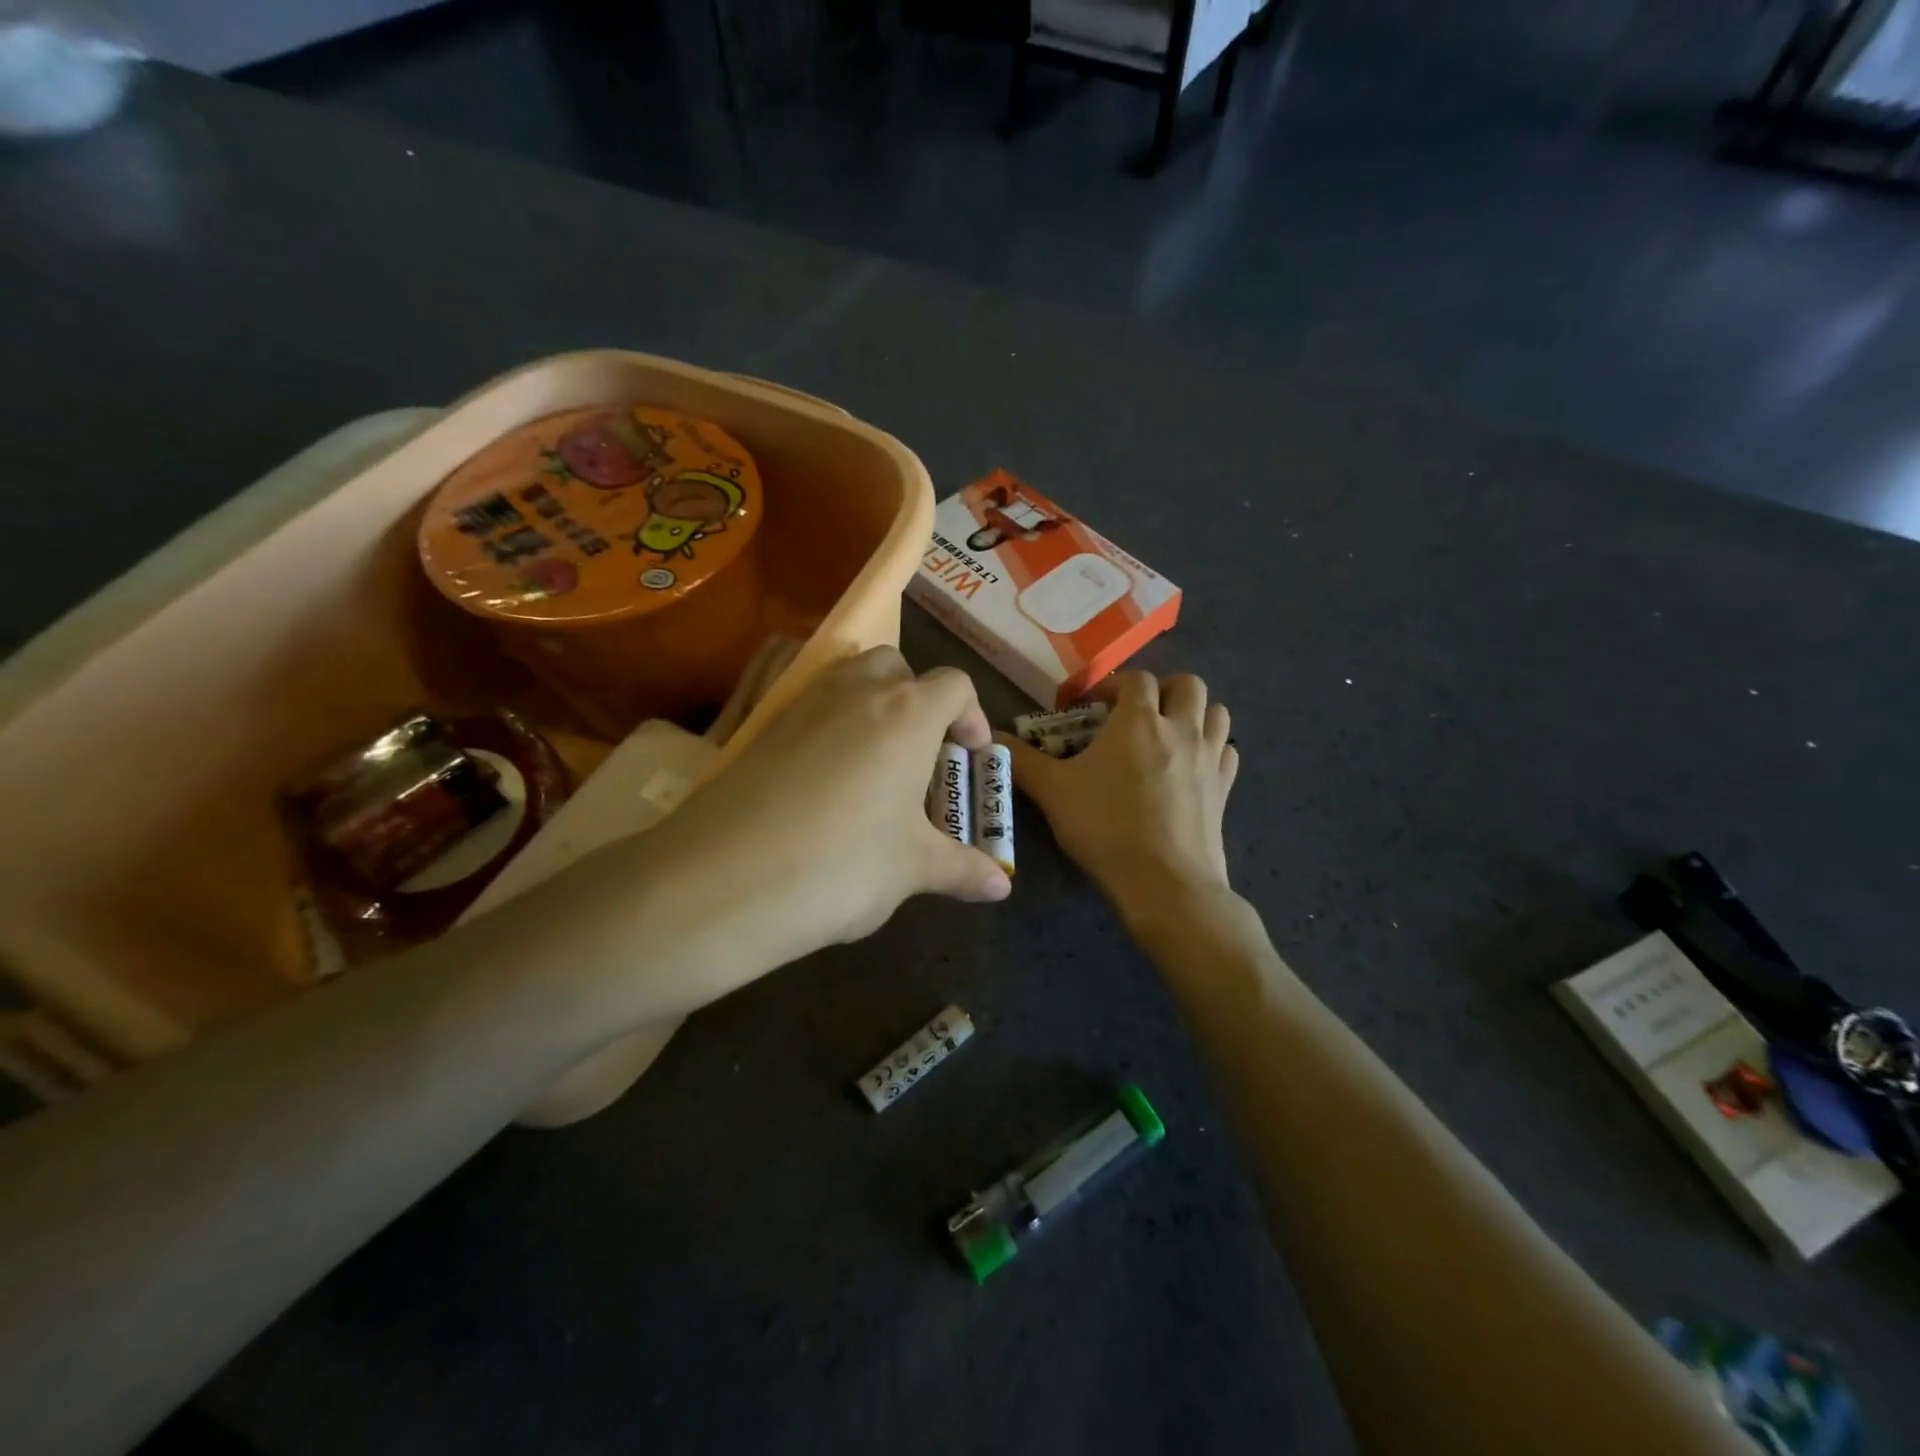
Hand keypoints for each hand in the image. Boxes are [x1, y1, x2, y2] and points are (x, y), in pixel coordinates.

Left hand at [638, 647, 1010, 992]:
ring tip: (875, 765)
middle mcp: (856, 692)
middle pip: (898, 667)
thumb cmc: (842, 865)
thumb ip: (962, 869)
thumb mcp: (911, 869)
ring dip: (872, 706)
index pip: (955, 686)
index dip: (973, 716)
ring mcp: (802, 703)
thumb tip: (1002, 887)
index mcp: (908, 714)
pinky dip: (829, 725)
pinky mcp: (761, 726)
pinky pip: (809, 705)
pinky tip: (825, 782)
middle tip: (922, 755)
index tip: (971, 756)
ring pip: (848, 679)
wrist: (725, 879)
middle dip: (918, 699)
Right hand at [1003, 672, 1238, 910]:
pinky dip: (1213, 748)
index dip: (1111, 684)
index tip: (1090, 705)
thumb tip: (989, 738)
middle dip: (1162, 689)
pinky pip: (1228, 752)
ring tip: (1168, 733)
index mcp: (1139, 720)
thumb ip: (1021, 761)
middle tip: (1136, 713)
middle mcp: (1181, 729)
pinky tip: (1192, 766)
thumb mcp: (1054, 793)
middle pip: (1188, 684)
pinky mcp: (1225, 789)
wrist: (1165, 883)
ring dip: (1194, 712)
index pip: (1134, 679)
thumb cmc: (1106, 829)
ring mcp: (1210, 759)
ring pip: (1217, 713)